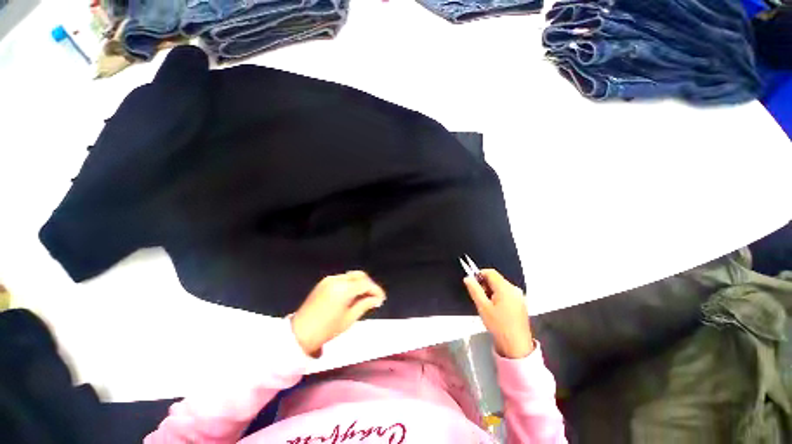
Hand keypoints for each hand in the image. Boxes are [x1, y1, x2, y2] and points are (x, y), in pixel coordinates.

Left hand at [291, 271, 385, 356]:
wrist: (300, 333)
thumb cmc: (327, 329)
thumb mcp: (350, 318)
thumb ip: (365, 304)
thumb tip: (377, 298)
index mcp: (344, 289)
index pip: (366, 284)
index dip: (376, 290)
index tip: (382, 298)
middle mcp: (337, 279)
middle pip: (360, 275)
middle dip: (369, 284)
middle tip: (374, 297)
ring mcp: (329, 279)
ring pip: (351, 276)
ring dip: (360, 283)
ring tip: (364, 296)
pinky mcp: (324, 282)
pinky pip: (342, 279)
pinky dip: (350, 284)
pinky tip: (352, 294)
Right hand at [465, 269, 533, 358]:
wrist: (516, 345)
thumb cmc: (499, 325)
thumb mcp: (483, 307)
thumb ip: (474, 290)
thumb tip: (468, 278)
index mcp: (505, 288)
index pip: (490, 272)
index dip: (479, 275)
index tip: (473, 284)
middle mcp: (514, 289)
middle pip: (496, 279)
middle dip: (485, 285)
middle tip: (480, 298)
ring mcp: (519, 296)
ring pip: (501, 286)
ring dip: (491, 291)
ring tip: (487, 305)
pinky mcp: (521, 303)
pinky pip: (507, 293)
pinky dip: (499, 296)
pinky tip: (496, 309)